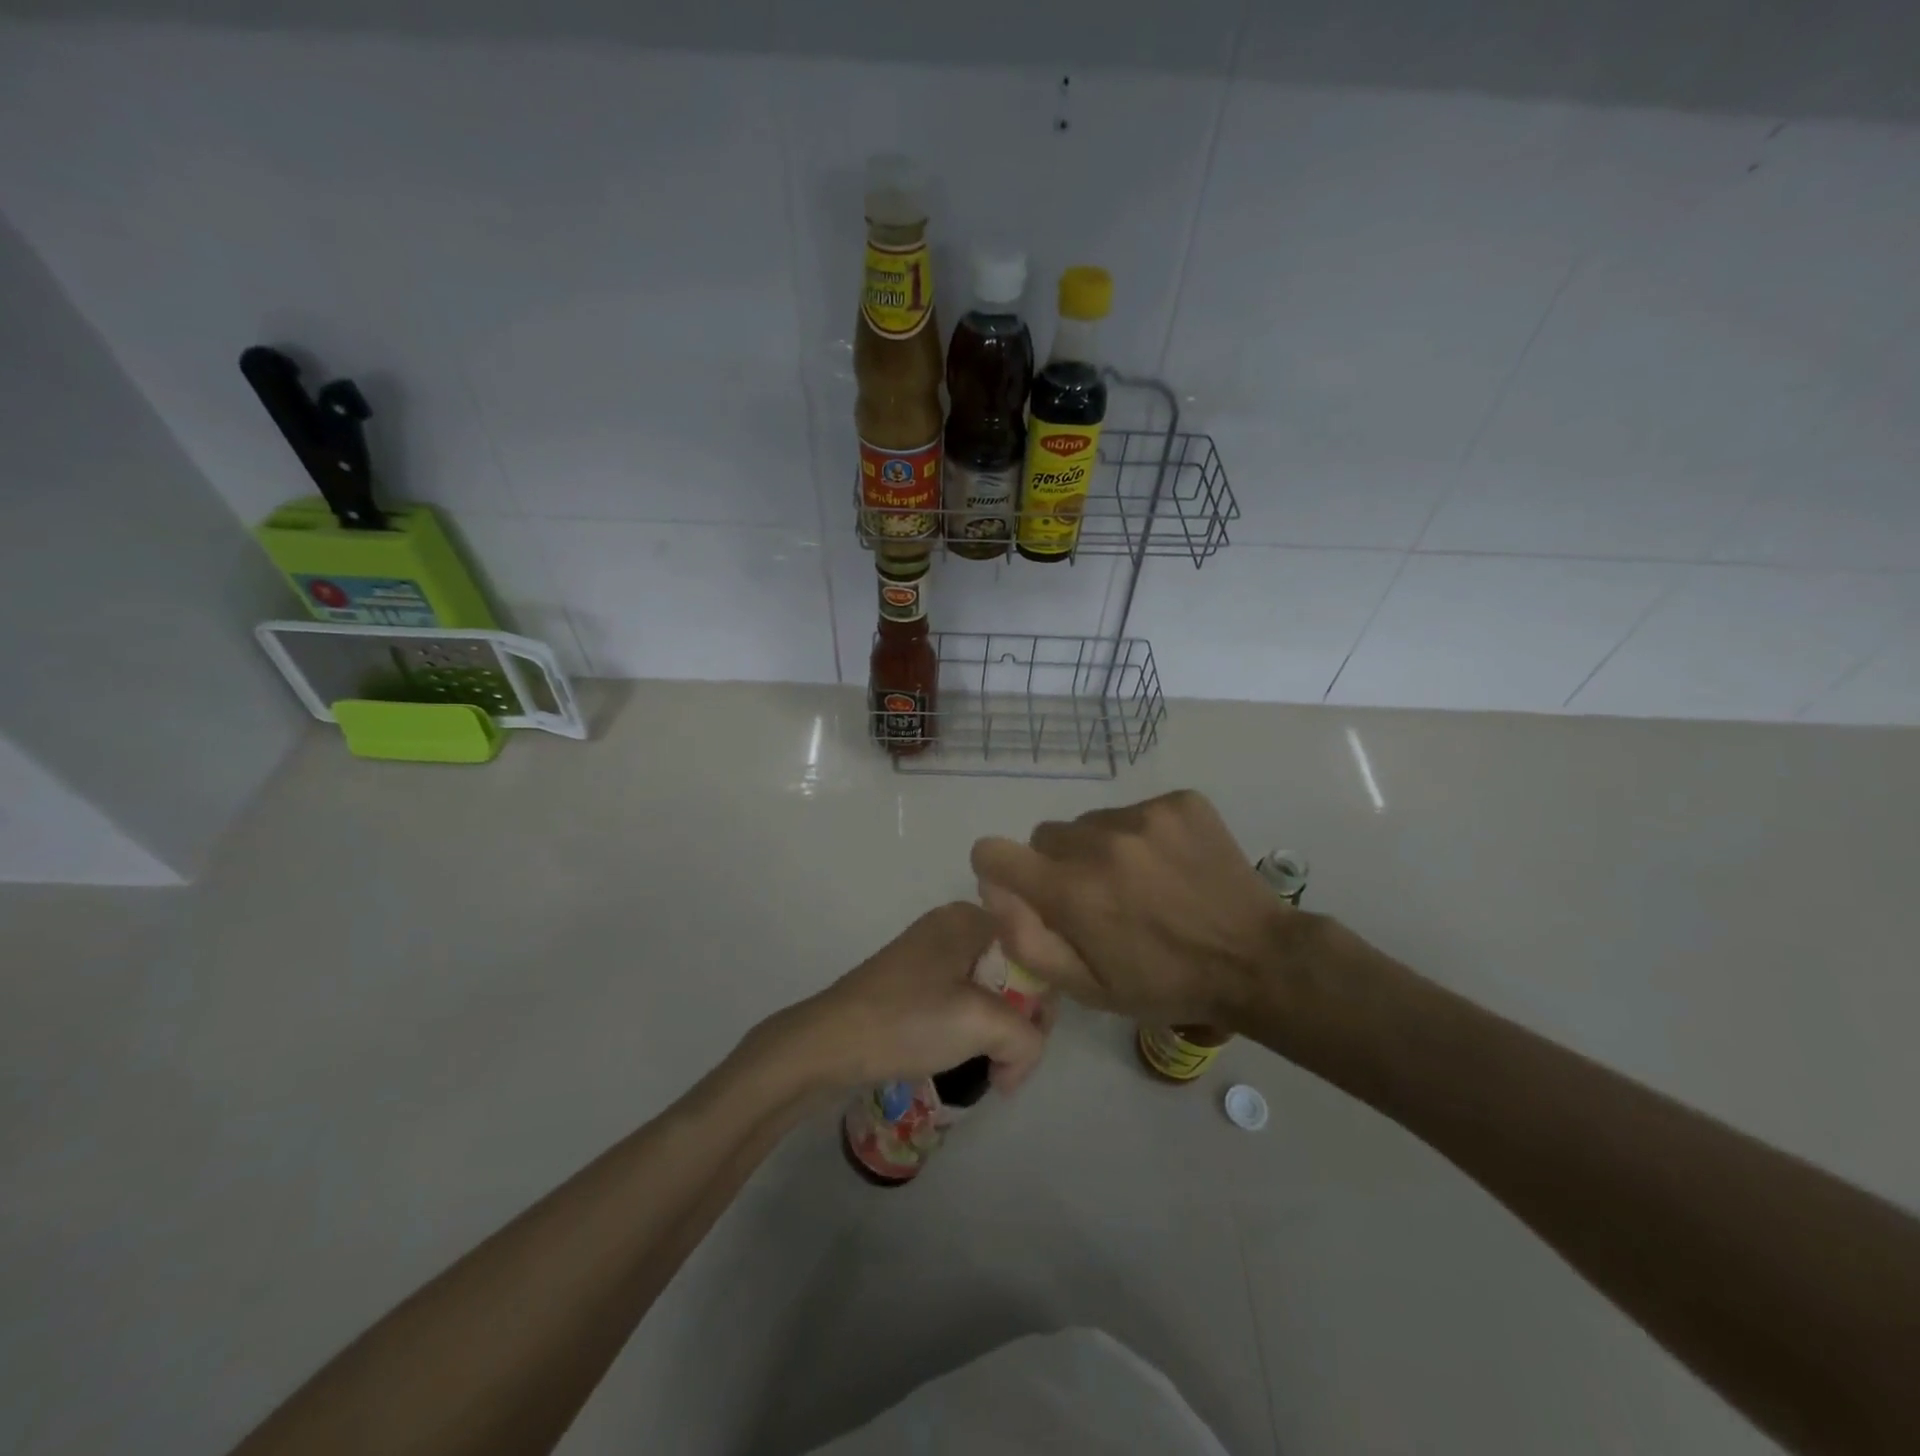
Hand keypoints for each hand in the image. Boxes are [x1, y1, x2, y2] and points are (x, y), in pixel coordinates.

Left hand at [776, 903, 1049, 1093]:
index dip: (1043, 999)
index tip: (1032, 1040)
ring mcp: (928, 954)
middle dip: (1020, 1019)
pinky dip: (969, 1029)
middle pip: (1012, 971)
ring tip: (989, 1066)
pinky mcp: (912, 983)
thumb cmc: (908, 1021)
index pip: (1034, 950)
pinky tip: (962, 1057)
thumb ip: (1027, 1038)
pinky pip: (960, 1000)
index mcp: (969, 918)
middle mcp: (951, 926)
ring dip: (995, 1030)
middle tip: (1009, 1062)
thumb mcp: (982, 1025)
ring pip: (987, 990)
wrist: (827, 1044)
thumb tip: (1018, 1061)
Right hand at [971, 790, 1295, 1027]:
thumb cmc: (1165, 983)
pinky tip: (1171, 865)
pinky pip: (1135, 810)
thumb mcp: (1088, 988)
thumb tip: (994, 889)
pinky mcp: (1179, 802)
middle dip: (1059, 865)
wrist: (1257, 959)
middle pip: (1047, 836)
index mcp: (1072, 891)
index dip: (999, 869)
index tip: (1022, 886)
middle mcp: (1100, 841)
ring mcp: (1144, 815)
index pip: (995, 851)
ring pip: (1091, 821)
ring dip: (1100, 848)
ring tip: (1141, 882)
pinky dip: (1142, 835)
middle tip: (1097, 898)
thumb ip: (1027, 940)